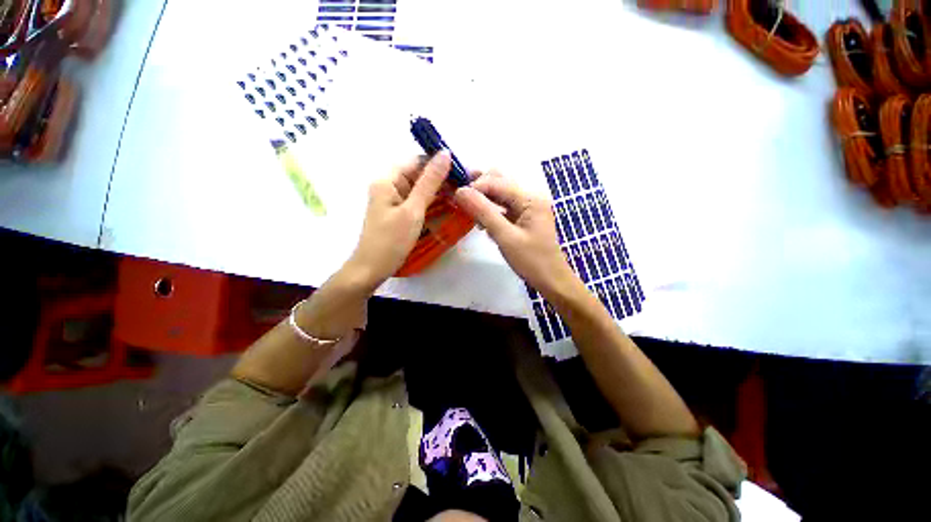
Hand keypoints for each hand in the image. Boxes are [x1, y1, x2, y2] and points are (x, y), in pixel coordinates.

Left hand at [346, 152, 450, 289]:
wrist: (372, 269)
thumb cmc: (391, 240)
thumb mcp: (413, 210)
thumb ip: (430, 182)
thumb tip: (445, 154)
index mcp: (387, 179)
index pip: (417, 161)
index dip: (439, 163)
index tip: (462, 172)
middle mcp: (389, 185)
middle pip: (418, 174)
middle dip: (440, 180)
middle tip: (465, 187)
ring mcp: (393, 200)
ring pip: (419, 189)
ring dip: (438, 192)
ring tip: (460, 197)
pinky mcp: (397, 212)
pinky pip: (416, 201)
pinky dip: (431, 203)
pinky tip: (446, 207)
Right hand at [453, 171, 578, 296]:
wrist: (551, 280)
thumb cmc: (531, 260)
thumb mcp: (505, 236)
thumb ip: (483, 212)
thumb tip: (460, 191)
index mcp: (530, 198)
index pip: (497, 182)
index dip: (475, 186)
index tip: (455, 196)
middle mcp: (530, 197)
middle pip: (500, 181)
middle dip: (479, 187)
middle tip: (460, 197)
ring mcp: (527, 207)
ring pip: (500, 193)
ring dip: (483, 198)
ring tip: (467, 209)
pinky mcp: (523, 217)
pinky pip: (503, 207)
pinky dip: (491, 210)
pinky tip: (481, 221)